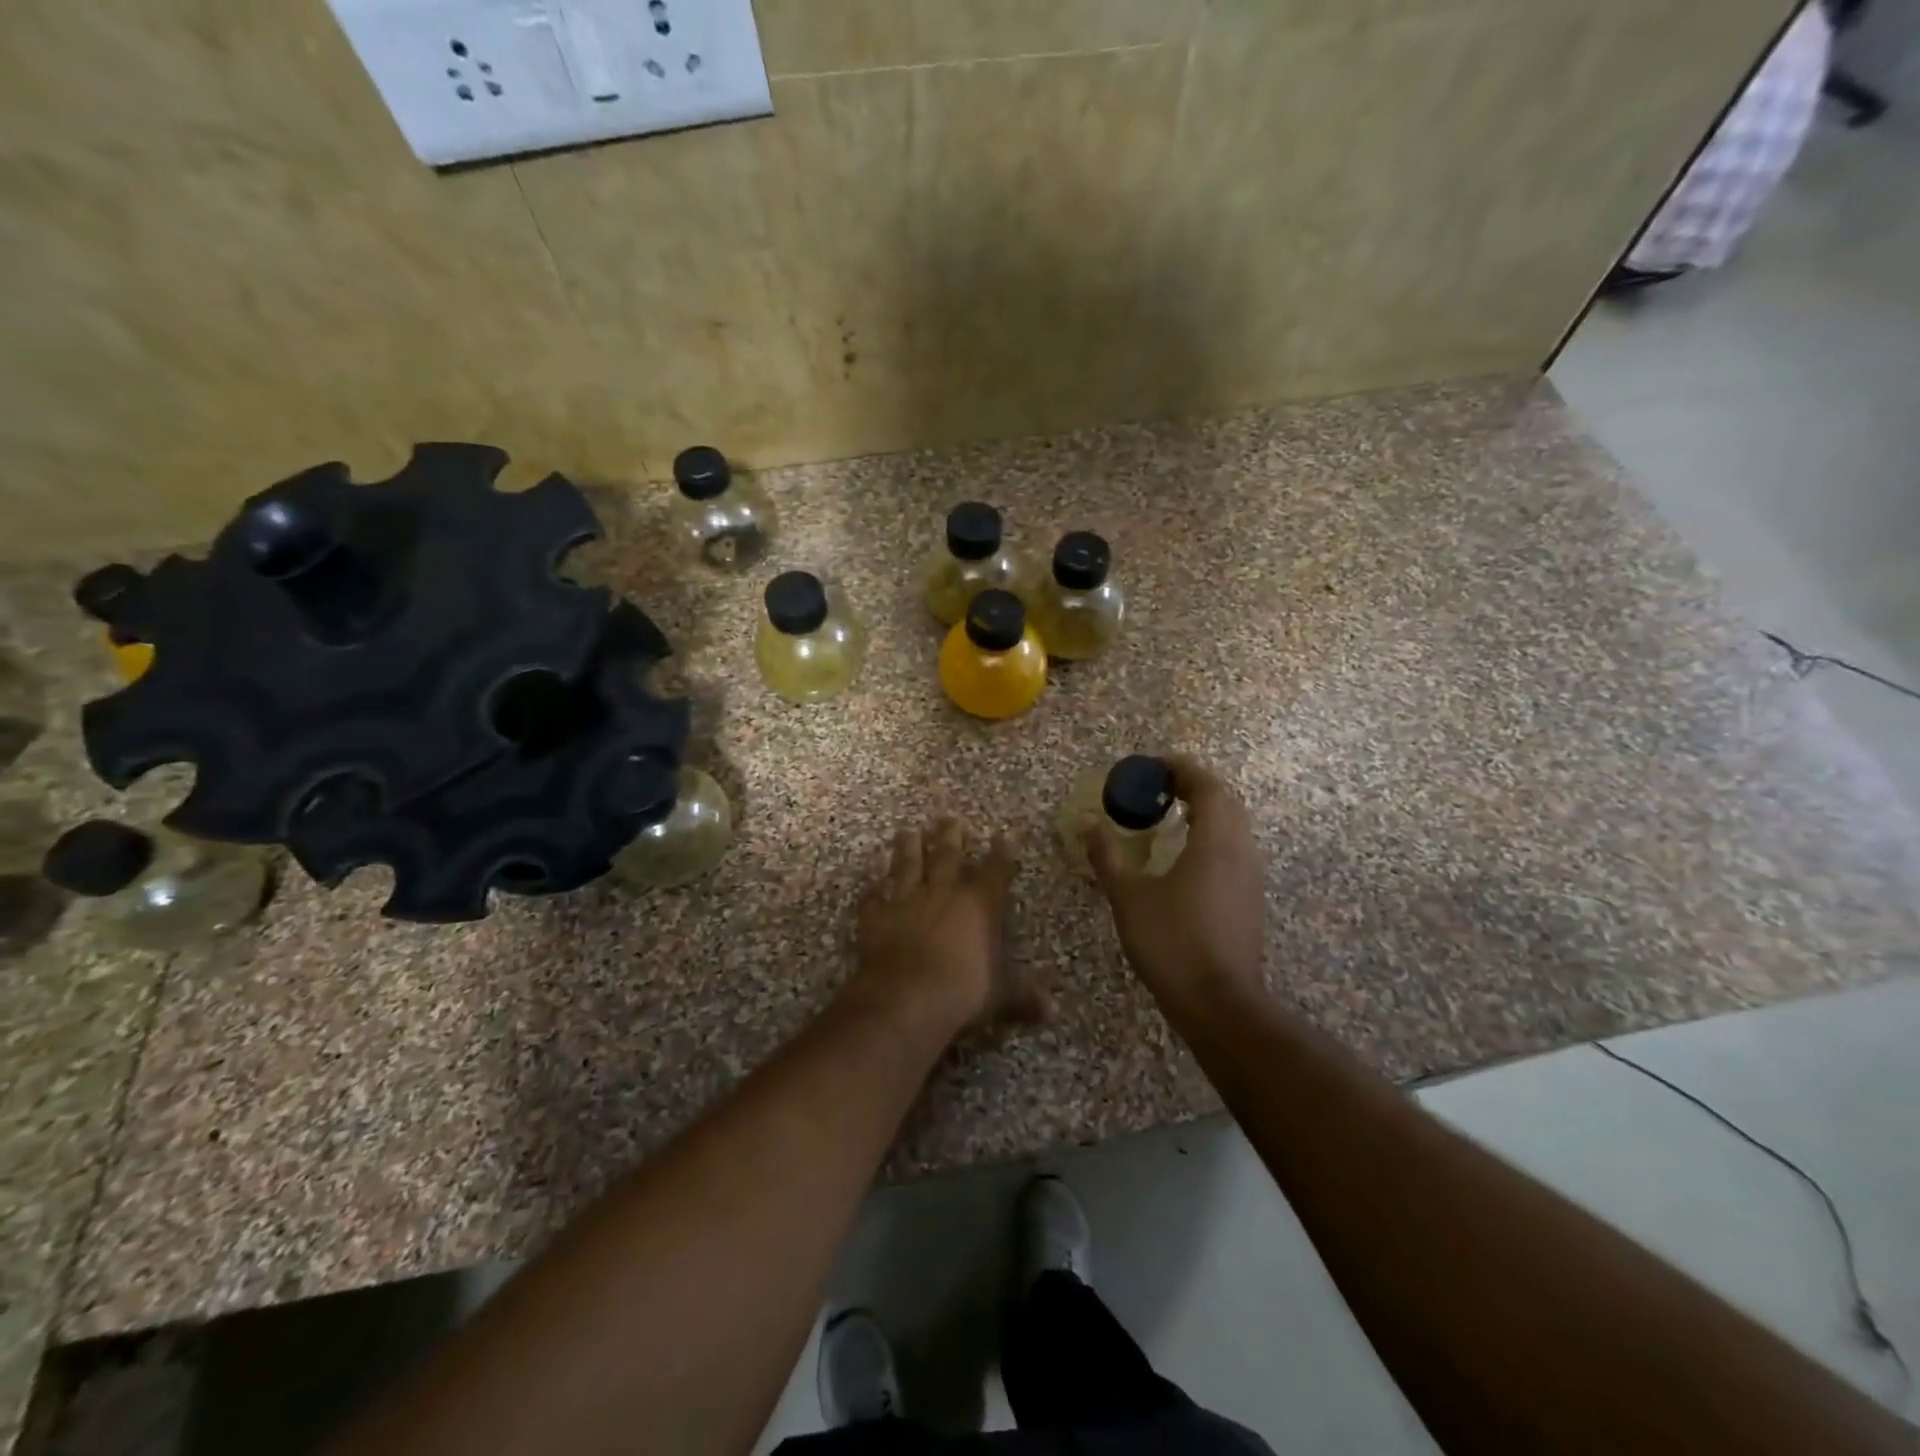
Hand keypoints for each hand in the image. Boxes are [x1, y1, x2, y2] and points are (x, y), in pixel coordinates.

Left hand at [848, 818, 1040, 1035]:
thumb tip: (1053, 1013)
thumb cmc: (964, 991)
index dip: (1001, 853)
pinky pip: (872, 898)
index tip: (1003, 836)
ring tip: (907, 830)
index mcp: (980, 904)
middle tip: (948, 818)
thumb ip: (1024, 998)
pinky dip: (871, 890)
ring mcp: (906, 900)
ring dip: (907, 848)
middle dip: (950, 836)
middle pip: (947, 855)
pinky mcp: (876, 916)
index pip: (995, 871)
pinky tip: (869, 882)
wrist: (907, 997)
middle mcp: (943, 892)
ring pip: (907, 865)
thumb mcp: (1002, 997)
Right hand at [1084, 754, 1266, 1009]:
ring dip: (1205, 810)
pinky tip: (1184, 855)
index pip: (1207, 786)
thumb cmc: (1171, 942)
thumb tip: (1087, 822)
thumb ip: (1107, 855)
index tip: (1151, 765)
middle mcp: (1241, 850)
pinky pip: (1234, 848)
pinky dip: (1211, 835)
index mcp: (1215, 841)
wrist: (1218, 1003)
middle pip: (1226, 800)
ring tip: (1168, 815)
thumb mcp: (1129, 896)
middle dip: (1193, 785)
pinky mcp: (1250, 898)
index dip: (1180, 769)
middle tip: (1157, 787)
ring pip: (1234, 825)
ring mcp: (1250, 876)